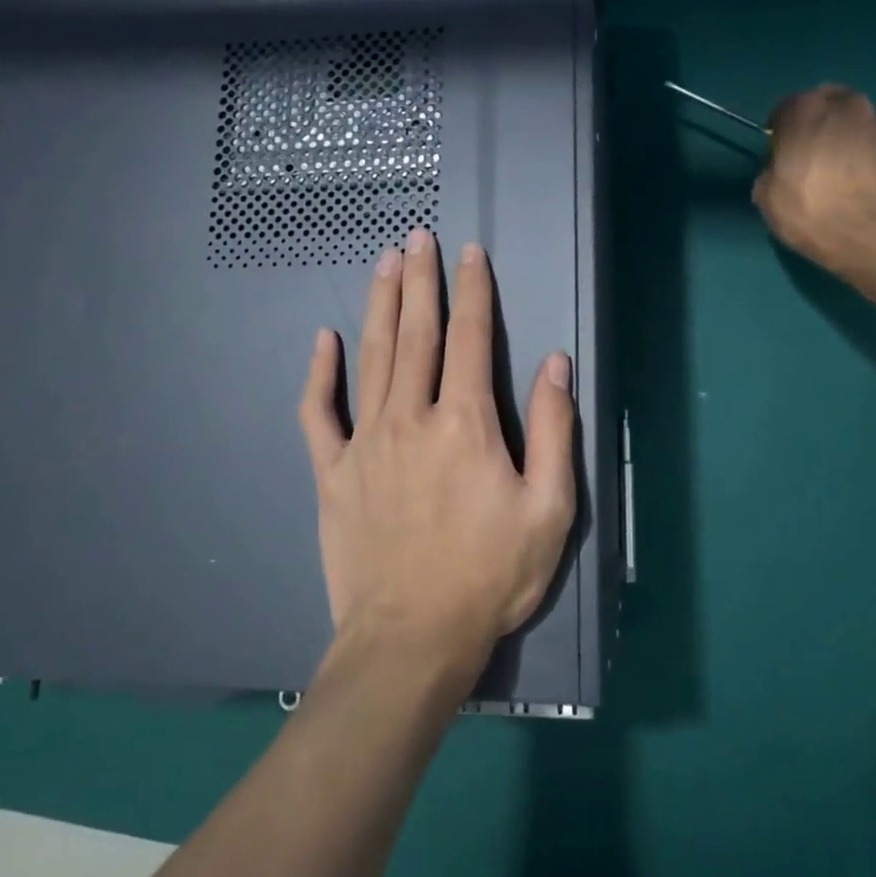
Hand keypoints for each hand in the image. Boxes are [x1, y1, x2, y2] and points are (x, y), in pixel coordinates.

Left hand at [298, 229, 576, 668]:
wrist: (411, 638)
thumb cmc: (490, 576)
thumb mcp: (549, 509)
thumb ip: (553, 430)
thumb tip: (555, 364)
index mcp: (465, 423)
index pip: (470, 339)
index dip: (473, 291)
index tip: (470, 253)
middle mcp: (411, 418)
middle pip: (415, 333)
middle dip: (420, 280)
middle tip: (417, 237)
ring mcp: (364, 443)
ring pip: (372, 357)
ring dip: (380, 305)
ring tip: (383, 263)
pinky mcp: (332, 472)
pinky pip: (319, 412)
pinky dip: (320, 373)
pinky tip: (324, 340)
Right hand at [753, 85, 875, 279]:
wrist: (875, 239)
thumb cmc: (811, 214)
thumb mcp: (768, 198)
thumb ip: (773, 171)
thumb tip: (782, 169)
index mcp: (808, 113)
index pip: (789, 107)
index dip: (784, 128)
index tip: (783, 150)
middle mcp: (850, 108)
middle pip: (834, 105)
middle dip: (826, 123)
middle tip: (820, 155)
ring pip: (867, 126)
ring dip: (858, 142)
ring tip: (854, 176)